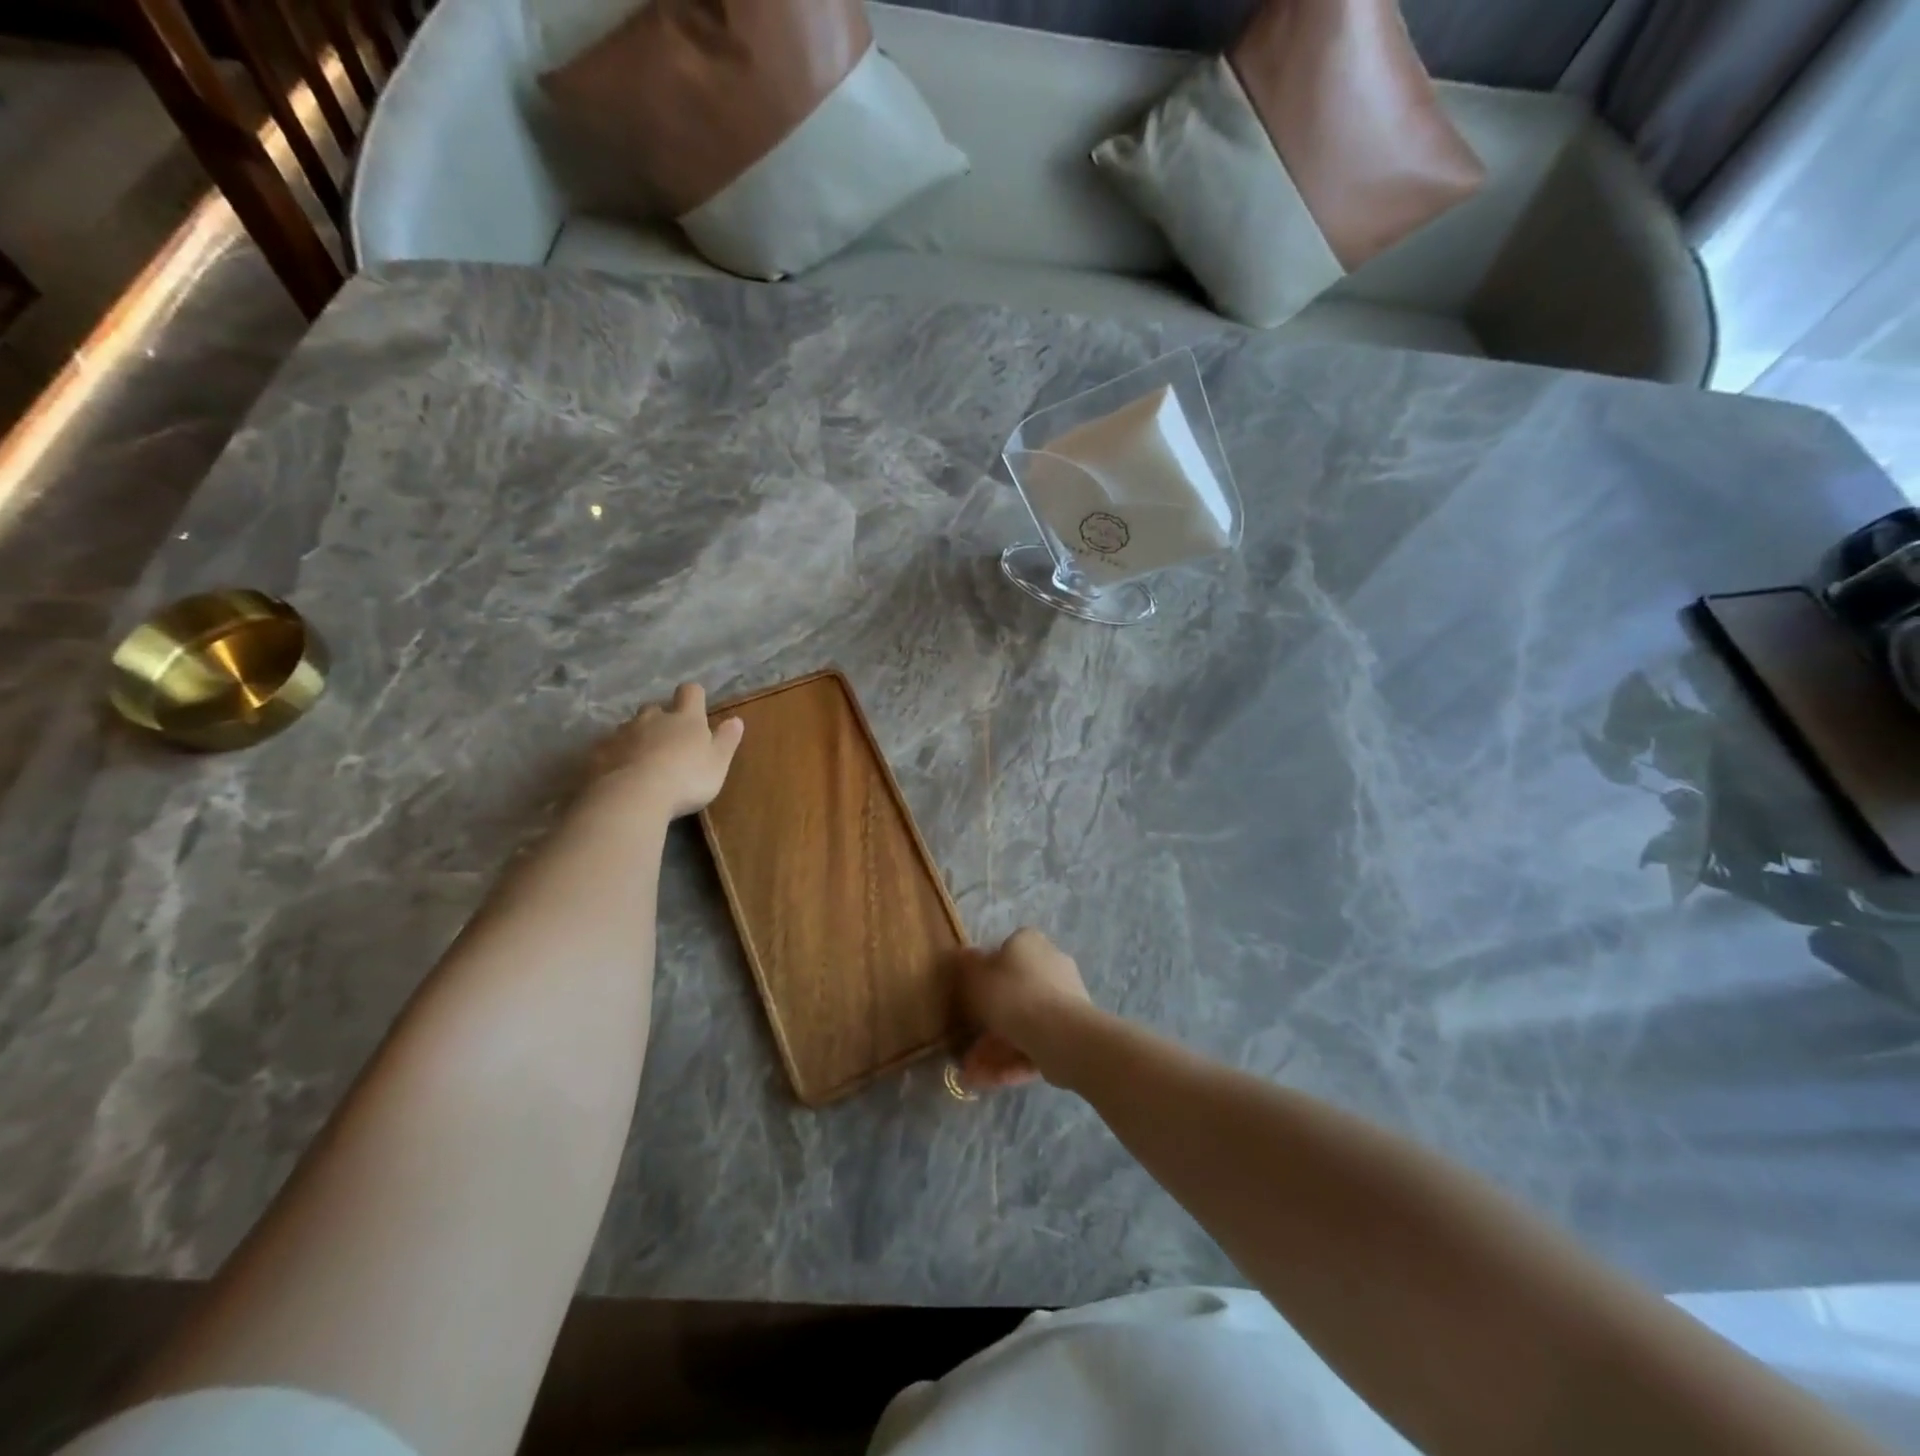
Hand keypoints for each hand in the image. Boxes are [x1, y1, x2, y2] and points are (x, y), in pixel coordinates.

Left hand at [588, 684, 744, 819]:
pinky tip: (618, 775)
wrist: (632, 797)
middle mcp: (652, 718)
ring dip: (637, 738)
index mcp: (685, 718)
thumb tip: (736, 720)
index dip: (693, 697)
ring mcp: (621, 734)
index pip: (690, 692)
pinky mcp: (598, 753)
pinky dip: (615, 757)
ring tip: (642, 761)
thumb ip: (727, 740)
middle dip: (660, 719)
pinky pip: (607, 749)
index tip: (696, 707)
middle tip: (668, 741)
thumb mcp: (717, 763)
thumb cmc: (686, 779)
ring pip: (629, 728)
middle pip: (655, 708)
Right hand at [954, 928, 1092, 1089]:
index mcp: (1029, 943)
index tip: (968, 1000)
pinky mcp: (1070, 1032)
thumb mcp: (976, 976)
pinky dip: (1011, 1061)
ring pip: (1022, 1023)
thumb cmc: (1012, 995)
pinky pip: (1035, 1043)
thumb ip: (968, 966)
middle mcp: (1051, 964)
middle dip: (987, 1023)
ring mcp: (1064, 1000)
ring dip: (995, 1048)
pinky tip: (987, 1081)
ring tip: (971, 1074)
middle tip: (966, 1045)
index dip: (984, 976)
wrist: (1060, 1033)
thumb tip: (967, 957)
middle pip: (1012, 993)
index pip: (1004, 952)